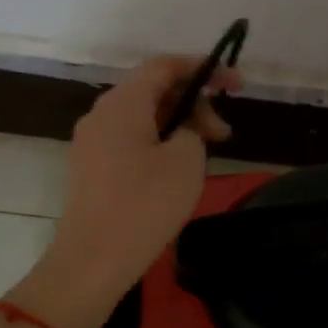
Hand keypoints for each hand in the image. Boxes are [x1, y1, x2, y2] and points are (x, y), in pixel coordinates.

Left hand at [31, 56, 238, 326]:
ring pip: (143, 118)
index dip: (203, 69)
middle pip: (153, 91)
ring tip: (204, 154)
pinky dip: (158, 144)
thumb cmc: (145, 205)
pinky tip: (177, 170)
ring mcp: (91, 142)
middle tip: (223, 134)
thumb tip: (181, 130)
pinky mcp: (91, 169)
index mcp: (123, 103)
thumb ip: (191, 129)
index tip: (236, 85)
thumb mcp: (186, 160)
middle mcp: (101, 114)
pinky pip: (130, 141)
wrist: (94, 261)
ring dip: (178, 127)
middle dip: (193, 104)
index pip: (164, 66)